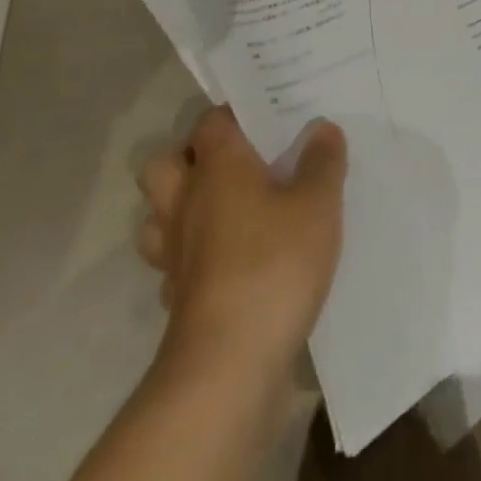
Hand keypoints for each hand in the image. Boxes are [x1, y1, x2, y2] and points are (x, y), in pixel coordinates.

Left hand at [137, 106, 346, 374]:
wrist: (229, 366)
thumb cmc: (274, 264)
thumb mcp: (318, 203)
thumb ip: (322, 161)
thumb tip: (321, 128)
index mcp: (217, 166)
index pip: (211, 121)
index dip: (235, 114)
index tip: (267, 117)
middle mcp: (186, 201)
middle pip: (165, 164)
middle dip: (190, 159)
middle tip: (235, 164)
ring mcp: (174, 253)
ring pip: (158, 216)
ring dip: (181, 209)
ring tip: (226, 210)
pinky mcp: (177, 298)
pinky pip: (174, 264)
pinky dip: (193, 258)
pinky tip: (228, 262)